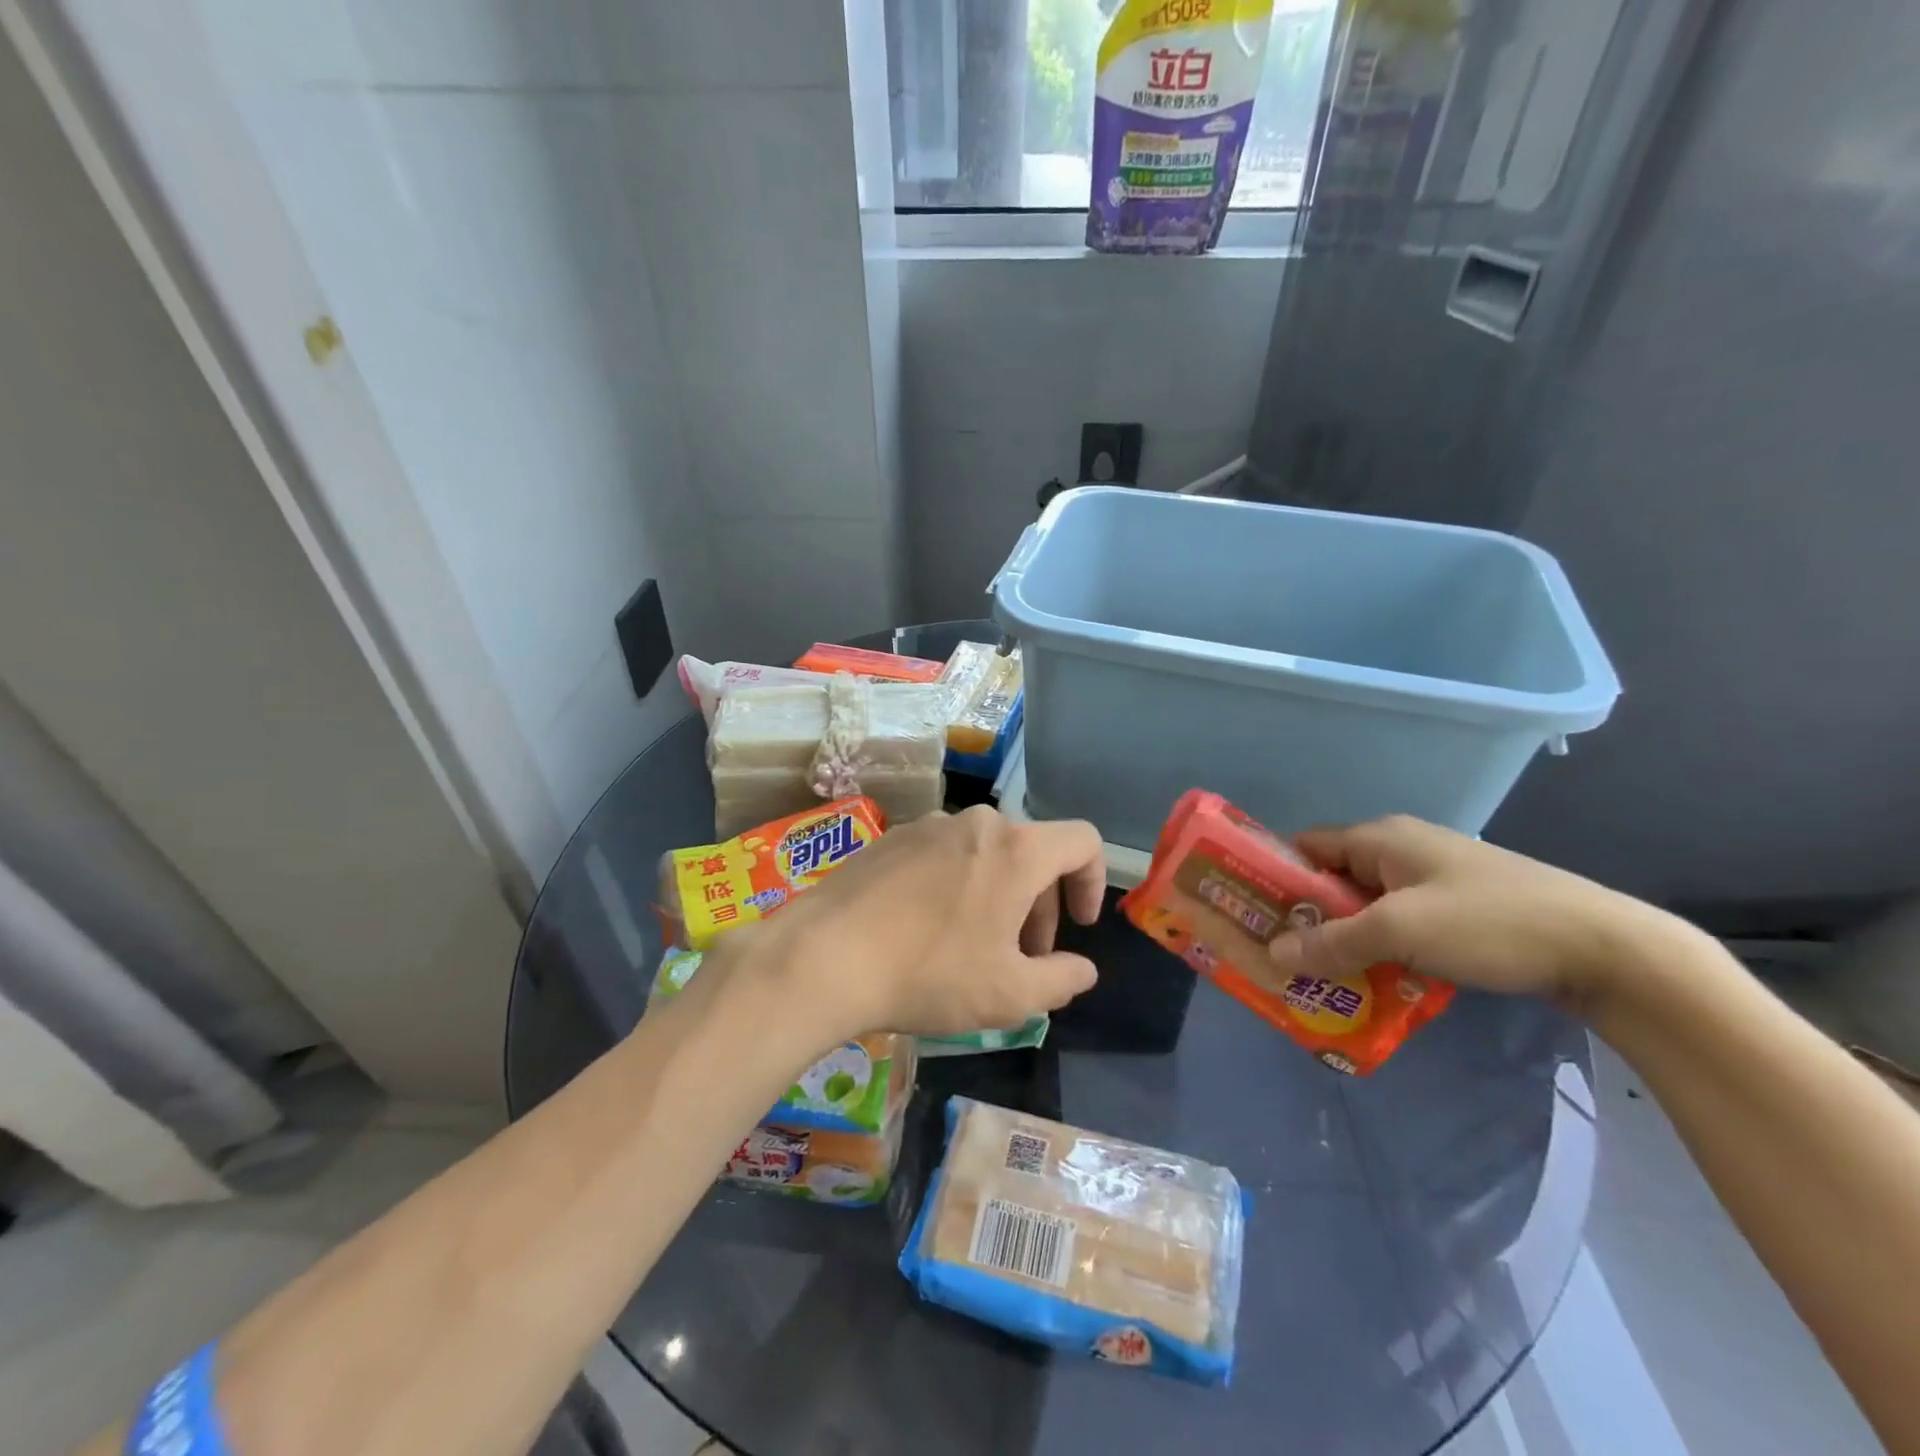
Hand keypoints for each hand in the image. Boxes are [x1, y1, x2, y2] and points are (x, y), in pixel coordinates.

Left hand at [742, 806, 1106, 1042]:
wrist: (823, 956)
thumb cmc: (929, 974)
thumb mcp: (1010, 995)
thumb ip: (1062, 980)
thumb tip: (1082, 969)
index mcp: (1015, 849)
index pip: (1082, 841)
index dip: (1092, 882)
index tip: (1078, 927)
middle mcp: (975, 823)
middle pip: (1031, 852)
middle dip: (1039, 904)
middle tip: (1022, 957)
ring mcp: (928, 825)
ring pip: (985, 855)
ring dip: (997, 897)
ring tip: (972, 949)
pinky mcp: (891, 838)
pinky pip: (943, 856)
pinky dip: (956, 886)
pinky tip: (925, 932)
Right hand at [1264, 815, 1673, 1013]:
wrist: (1608, 949)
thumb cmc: (1490, 923)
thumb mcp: (1400, 932)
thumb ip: (1332, 942)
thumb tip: (1273, 954)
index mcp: (1382, 838)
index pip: (1306, 847)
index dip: (1277, 878)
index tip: (1256, 918)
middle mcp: (1402, 849)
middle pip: (1334, 879)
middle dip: (1309, 918)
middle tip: (1285, 958)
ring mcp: (1436, 879)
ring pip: (1368, 906)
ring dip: (1347, 939)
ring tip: (1325, 978)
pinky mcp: (1462, 908)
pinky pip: (1402, 924)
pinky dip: (1383, 948)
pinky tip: (1380, 982)